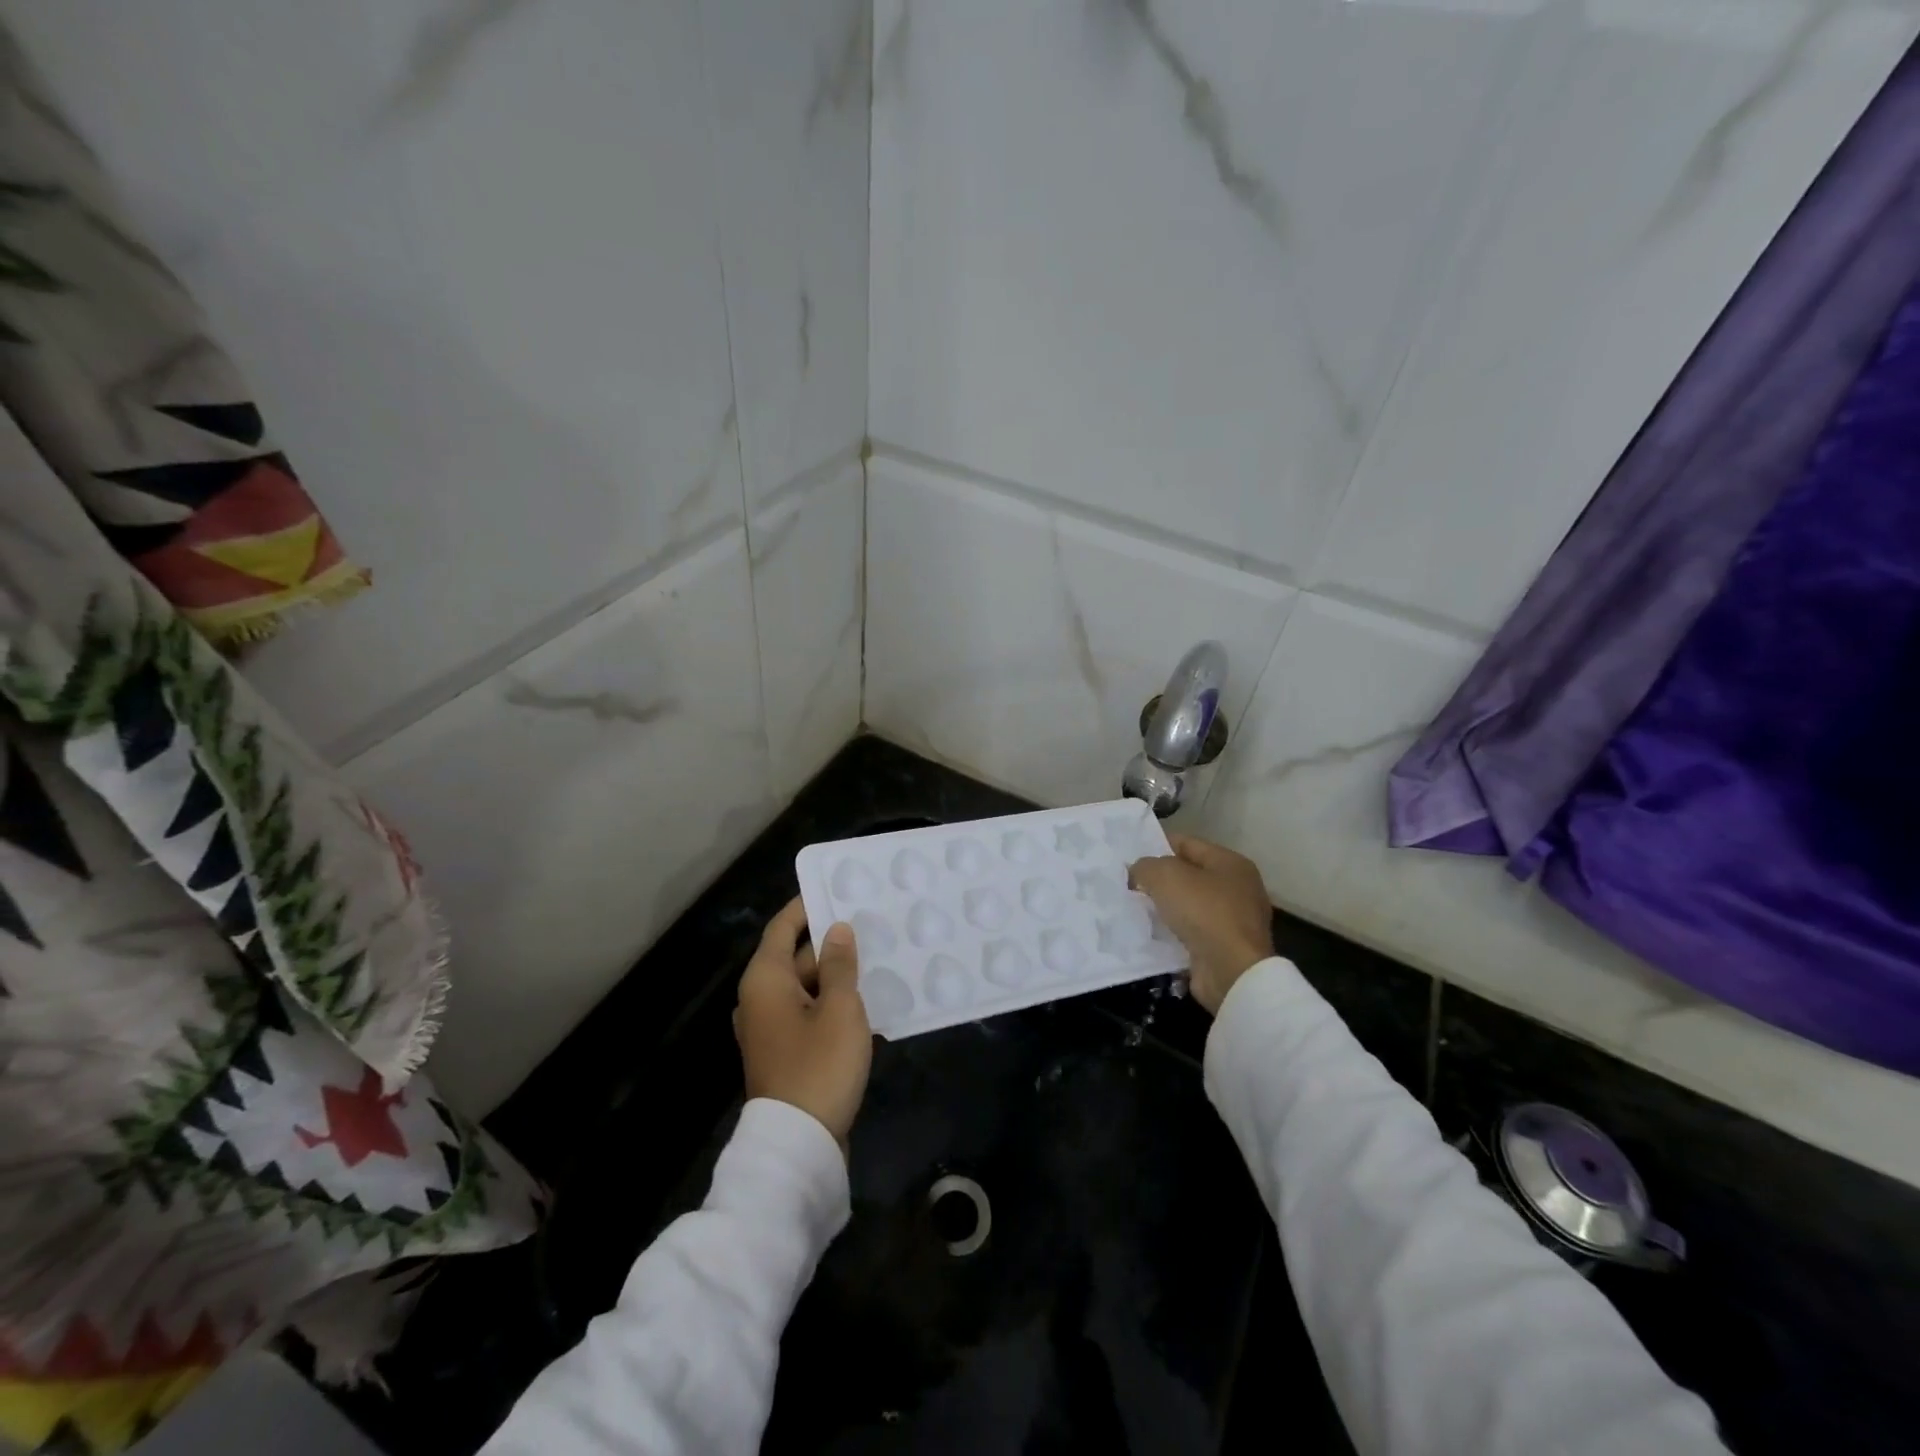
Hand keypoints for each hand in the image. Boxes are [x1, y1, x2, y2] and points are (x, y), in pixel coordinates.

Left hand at [734, 898, 872, 1154]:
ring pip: (805, 985)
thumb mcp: (840, 1008)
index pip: (783, 926)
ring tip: (876, 957)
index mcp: (766, 979)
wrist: (798, 1143)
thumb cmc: (819, 1065)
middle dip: (831, 941)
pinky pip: (808, 1011)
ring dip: (835, 974)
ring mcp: (770, 1027)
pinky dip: (831, 1001)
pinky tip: (865, 999)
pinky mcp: (784, 1051)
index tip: (836, 888)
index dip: (807, 905)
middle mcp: (760, 997)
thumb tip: (836, 929)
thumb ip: (840, 964)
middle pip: (795, 955)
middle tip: (870, 924)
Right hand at [1128, 834, 1275, 1014]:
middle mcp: (1238, 888)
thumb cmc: (1203, 912)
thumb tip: (1138, 872)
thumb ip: (1146, 866)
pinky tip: (1151, 934)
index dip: (1157, 846)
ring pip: (1189, 906)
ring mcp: (1235, 921)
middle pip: (1189, 875)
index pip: (1187, 844)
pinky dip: (1173, 933)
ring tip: (1135, 910)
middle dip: (1160, 880)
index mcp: (1230, 863)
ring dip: (1165, 908)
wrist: (1231, 971)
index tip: (1131, 858)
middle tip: (1130, 884)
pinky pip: (1192, 933)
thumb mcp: (1165, 876)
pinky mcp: (1226, 949)